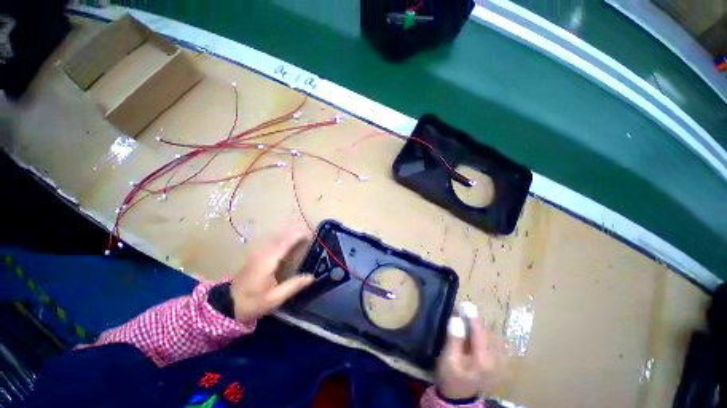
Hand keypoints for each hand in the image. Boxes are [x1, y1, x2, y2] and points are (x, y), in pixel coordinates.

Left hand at [230, 226, 314, 321]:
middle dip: (295, 231)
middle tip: (309, 230)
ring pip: (275, 236)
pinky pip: (272, 240)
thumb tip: (312, 277)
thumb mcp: (274, 299)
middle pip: (281, 236)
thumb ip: (293, 286)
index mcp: (267, 262)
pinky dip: (282, 236)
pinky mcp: (256, 254)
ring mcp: (258, 252)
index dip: (297, 236)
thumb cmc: (252, 302)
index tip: (310, 234)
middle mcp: (262, 253)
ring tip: (302, 230)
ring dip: (289, 231)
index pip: (285, 243)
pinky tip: (288, 236)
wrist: (228, 303)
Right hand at [435, 302, 506, 399]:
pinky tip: (478, 332)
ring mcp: (501, 364)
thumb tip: (457, 320)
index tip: (466, 304)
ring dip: (482, 326)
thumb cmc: (451, 376)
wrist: (459, 397)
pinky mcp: (501, 365)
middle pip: (488, 333)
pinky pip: (496, 343)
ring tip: (469, 320)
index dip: (472, 317)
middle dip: (476, 321)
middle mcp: (496, 362)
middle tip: (463, 311)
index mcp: (483, 361)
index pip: (480, 333)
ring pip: (494, 337)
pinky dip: (487, 334)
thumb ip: (454, 339)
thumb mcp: (448, 359)